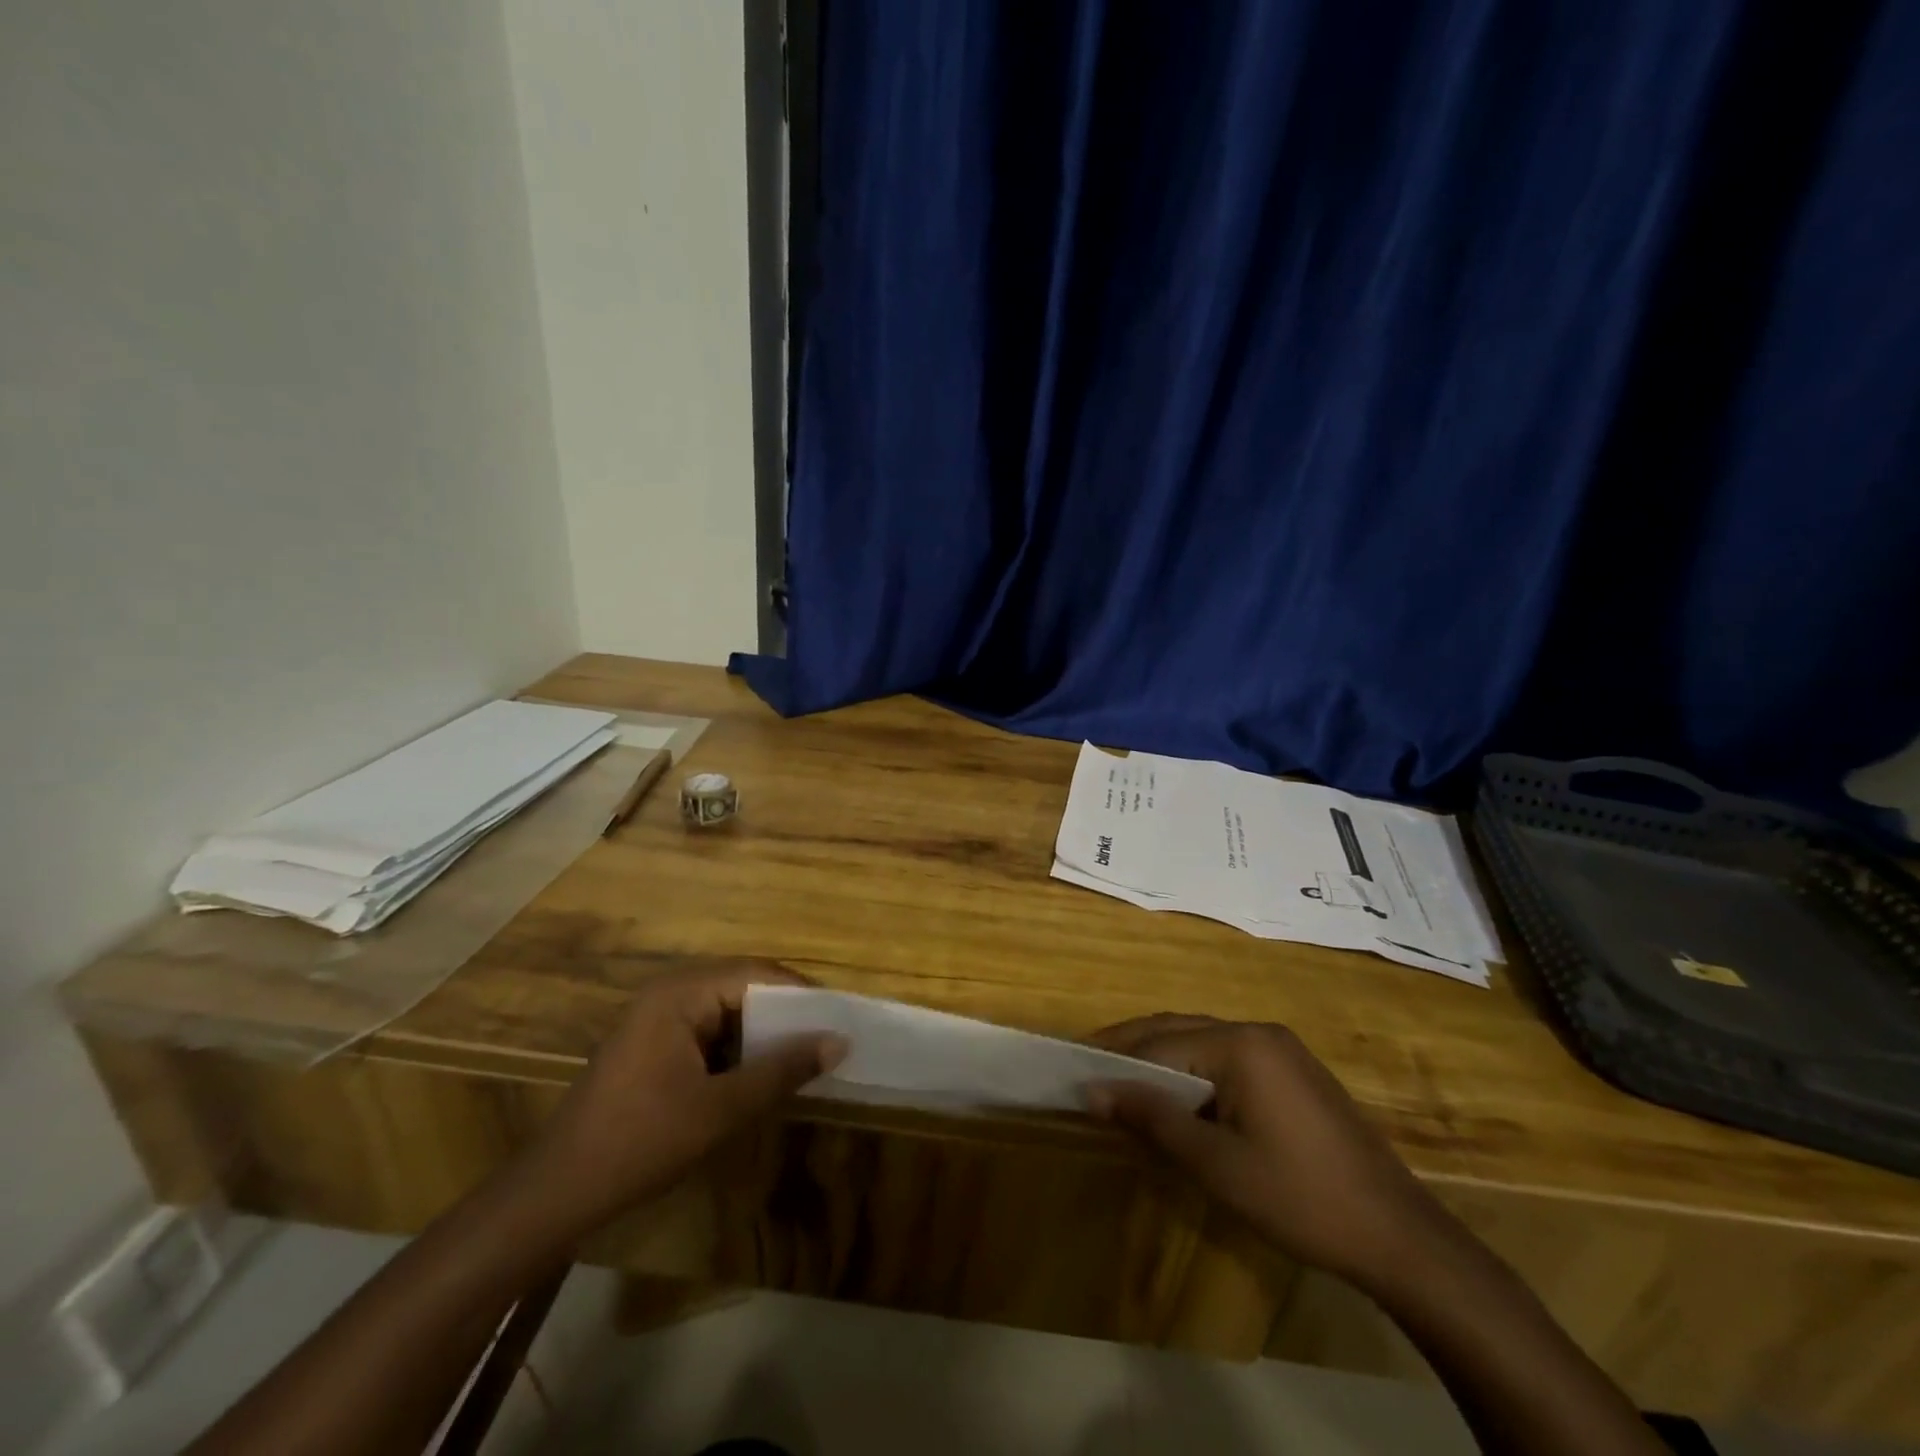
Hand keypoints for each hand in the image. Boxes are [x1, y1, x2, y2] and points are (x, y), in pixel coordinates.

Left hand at [521, 964, 846, 1230]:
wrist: (556, 1193)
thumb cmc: (640, 1142)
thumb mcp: (721, 1108)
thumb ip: (782, 1070)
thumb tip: (839, 1041)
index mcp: (681, 992)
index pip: (758, 974)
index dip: (802, 997)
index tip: (838, 1023)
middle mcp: (670, 991)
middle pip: (744, 987)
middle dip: (785, 1015)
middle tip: (826, 1042)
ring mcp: (658, 1016)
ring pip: (729, 1010)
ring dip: (763, 1033)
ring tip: (802, 1058)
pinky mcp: (654, 1042)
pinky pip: (709, 1030)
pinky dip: (738, 1048)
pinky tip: (758, 1074)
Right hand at [1087, 1015, 1450, 1290]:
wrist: (1399, 1237)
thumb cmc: (1298, 1198)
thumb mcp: (1215, 1164)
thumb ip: (1152, 1119)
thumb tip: (1093, 1090)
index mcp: (1239, 1044)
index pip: (1159, 1043)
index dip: (1115, 1061)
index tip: (1074, 1073)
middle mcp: (1258, 1031)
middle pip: (1179, 1030)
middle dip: (1132, 1047)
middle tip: (1088, 1067)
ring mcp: (1281, 1049)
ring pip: (1202, 1042)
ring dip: (1162, 1059)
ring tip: (1124, 1082)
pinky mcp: (1295, 1072)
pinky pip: (1229, 1058)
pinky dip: (1194, 1071)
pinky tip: (1180, 1097)